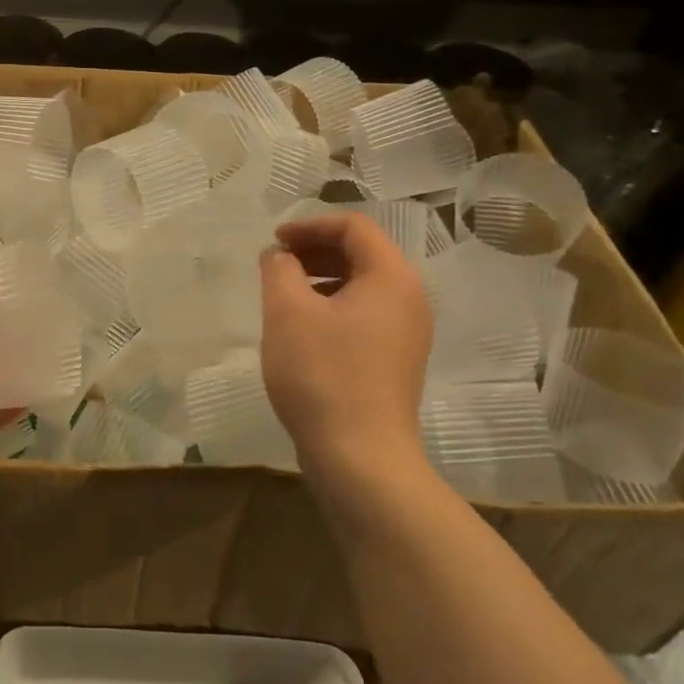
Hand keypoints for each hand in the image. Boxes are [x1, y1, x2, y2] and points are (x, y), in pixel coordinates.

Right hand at [260, 212, 434, 513]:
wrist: (361, 458)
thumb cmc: (322, 375)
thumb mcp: (287, 312)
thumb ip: (279, 269)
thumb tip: (279, 255)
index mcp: (392, 277)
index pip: (354, 227)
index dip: (309, 225)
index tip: (274, 241)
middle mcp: (409, 298)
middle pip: (362, 252)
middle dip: (314, 249)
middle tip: (276, 263)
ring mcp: (407, 332)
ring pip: (362, 285)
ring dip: (321, 277)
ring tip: (284, 293)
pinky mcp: (396, 359)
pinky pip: (364, 313)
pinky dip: (332, 305)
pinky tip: (302, 327)